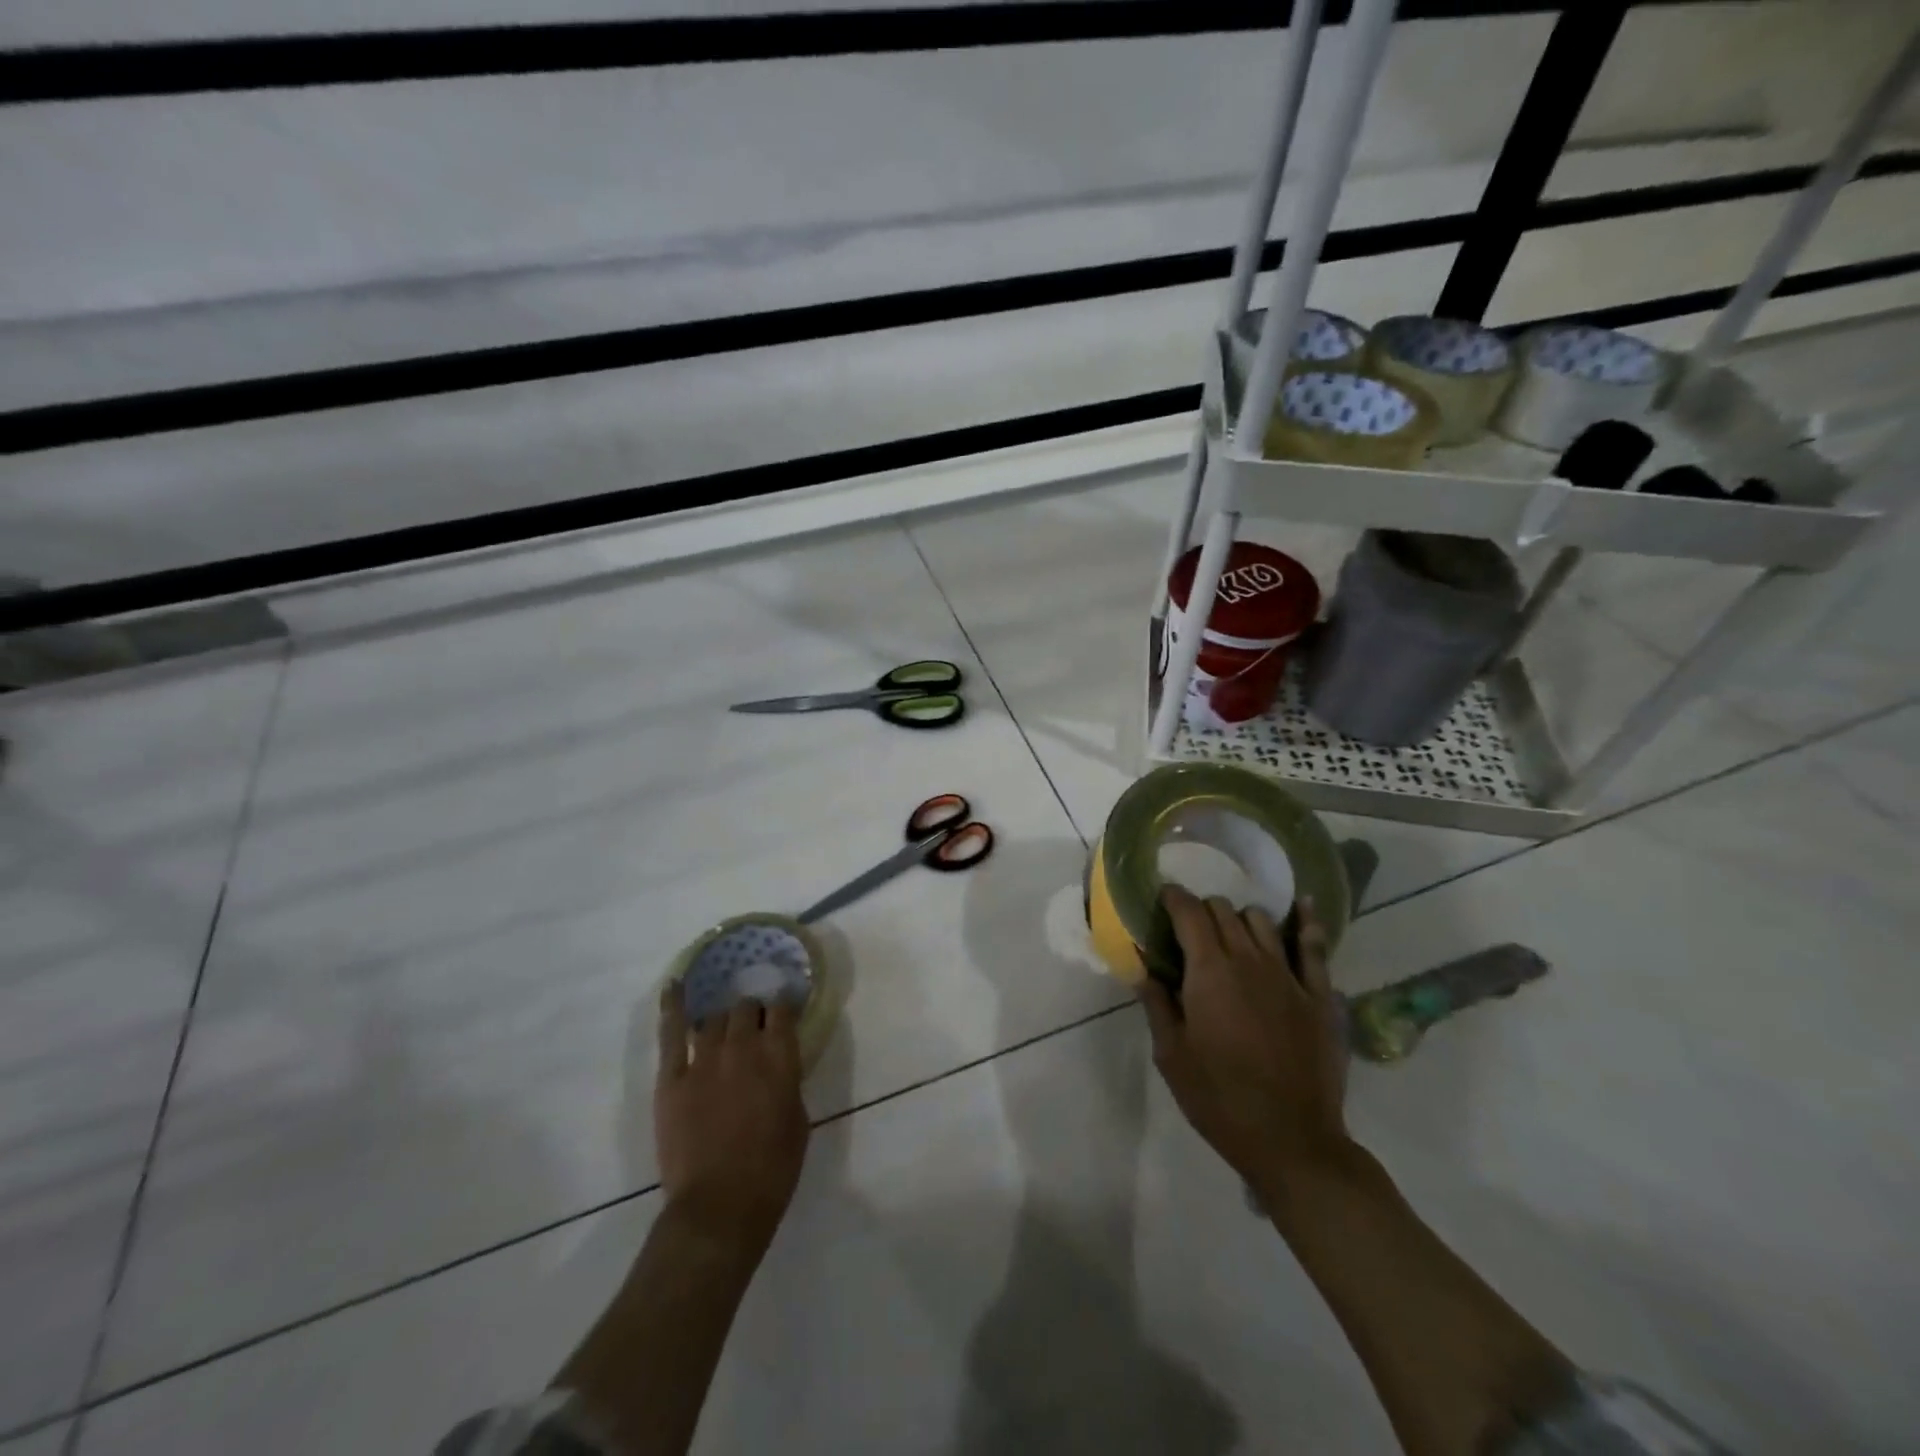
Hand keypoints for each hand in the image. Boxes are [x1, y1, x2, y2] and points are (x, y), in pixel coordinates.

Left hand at [655, 984, 810, 1253]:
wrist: (719, 1208)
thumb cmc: (772, 1171)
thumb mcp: (799, 1121)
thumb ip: (789, 1082)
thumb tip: (779, 1065)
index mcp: (780, 1057)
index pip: (782, 1010)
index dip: (783, 1006)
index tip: (784, 1009)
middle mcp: (743, 1047)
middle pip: (746, 1008)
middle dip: (752, 1012)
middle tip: (752, 1026)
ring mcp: (704, 1060)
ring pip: (714, 1017)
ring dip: (723, 1018)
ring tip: (724, 1023)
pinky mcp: (672, 1078)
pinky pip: (672, 1032)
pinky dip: (673, 1006)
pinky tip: (675, 985)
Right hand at [1139, 886, 1349, 1200]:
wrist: (1292, 1141)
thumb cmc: (1219, 1099)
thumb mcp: (1172, 1056)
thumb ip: (1156, 1004)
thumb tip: (1142, 968)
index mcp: (1209, 971)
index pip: (1189, 913)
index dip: (1174, 898)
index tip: (1163, 897)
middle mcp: (1249, 960)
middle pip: (1224, 911)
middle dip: (1203, 911)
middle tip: (1191, 930)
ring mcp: (1289, 976)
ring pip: (1262, 922)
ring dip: (1241, 919)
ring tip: (1233, 935)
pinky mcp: (1320, 996)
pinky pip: (1315, 948)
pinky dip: (1307, 923)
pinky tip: (1303, 907)